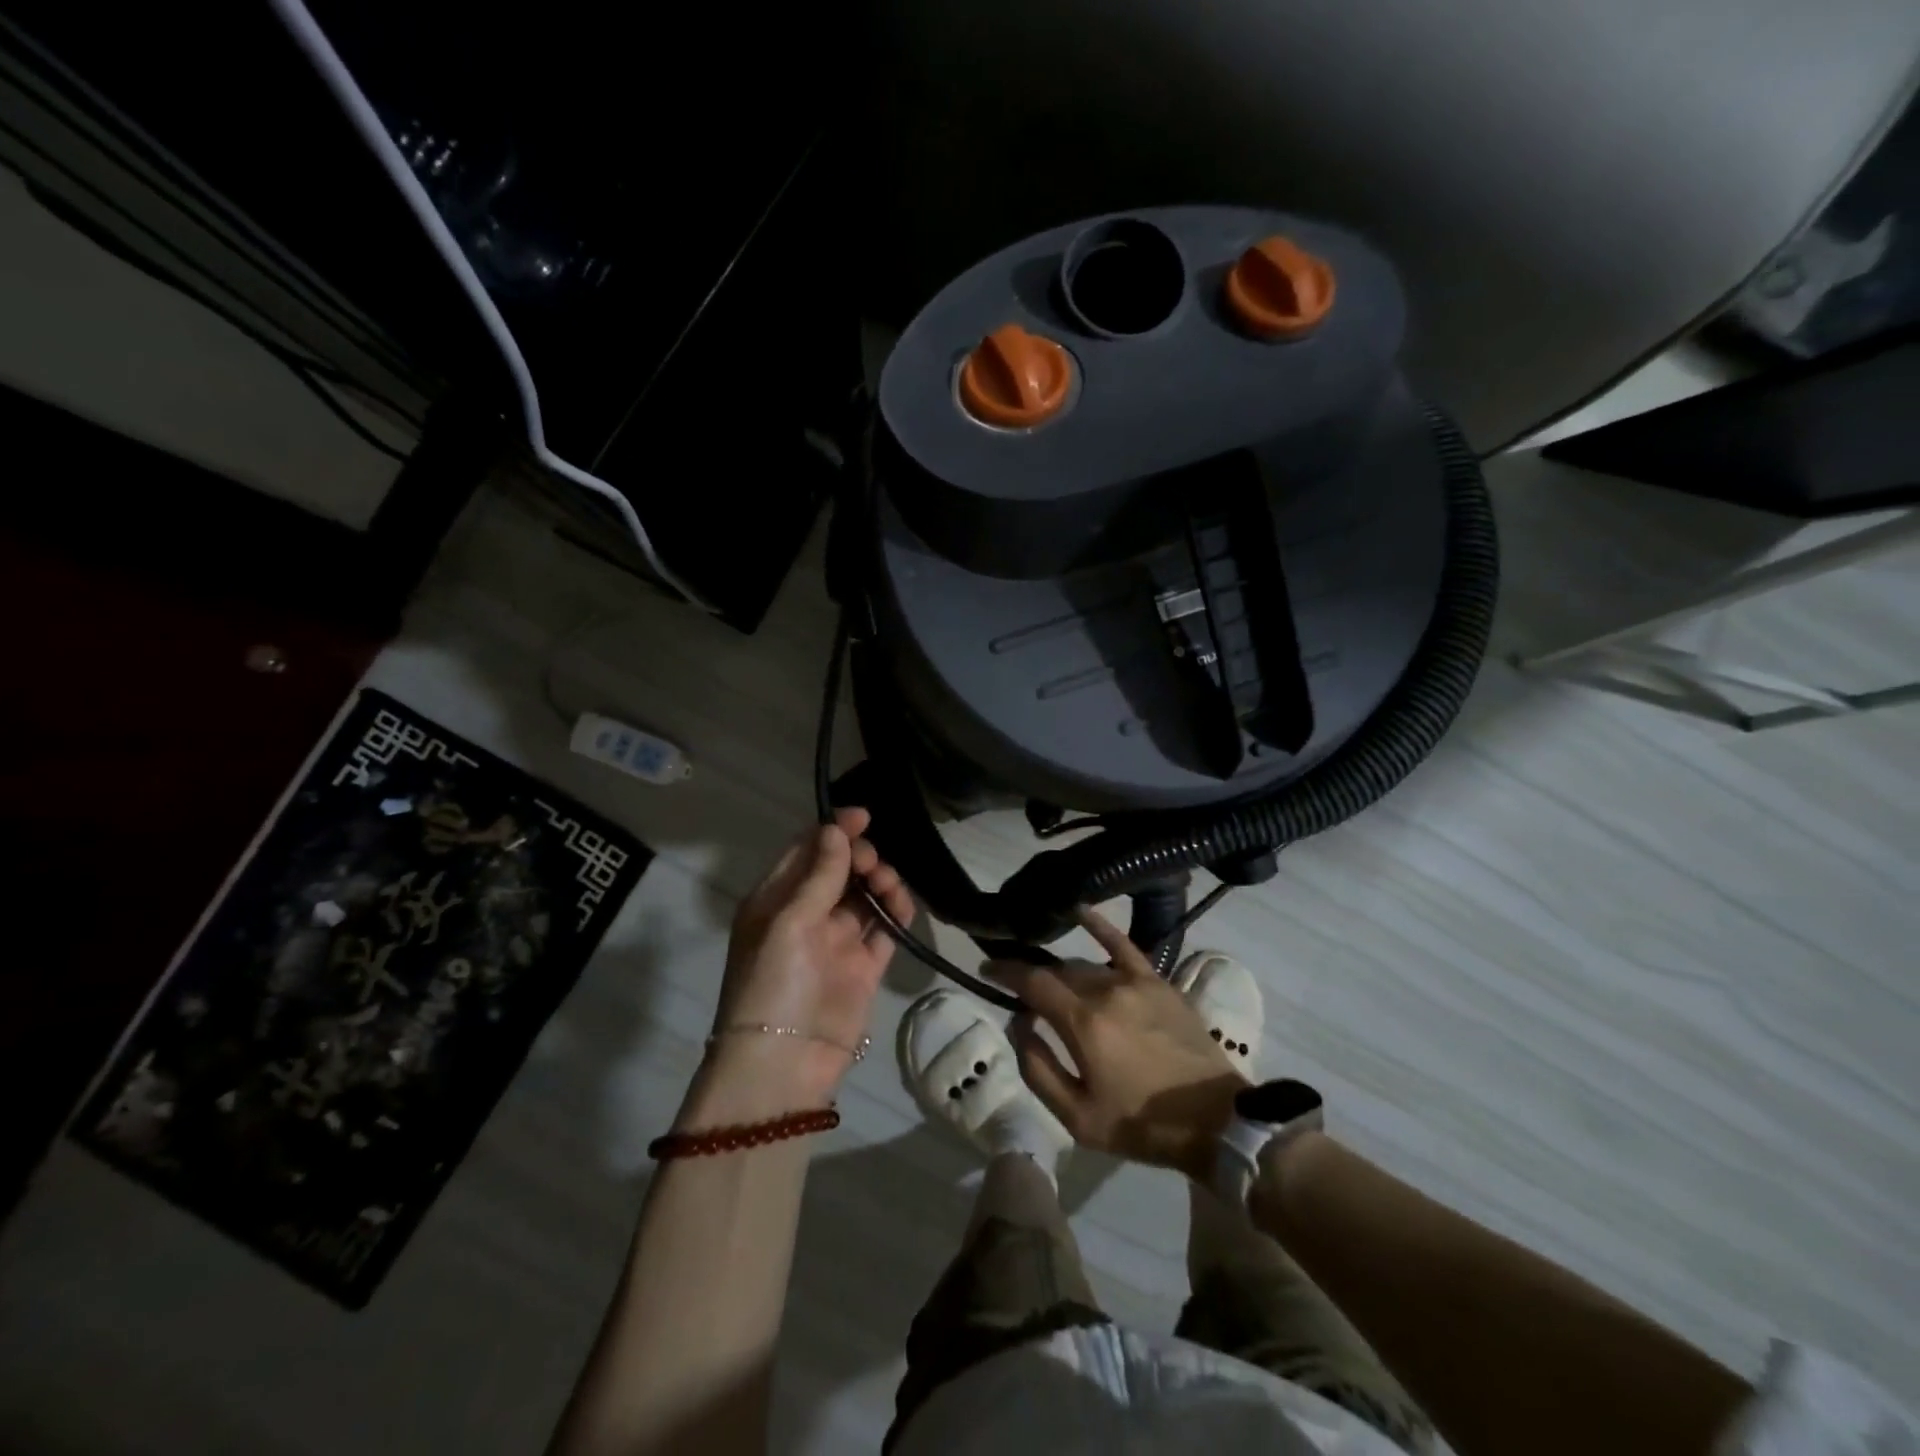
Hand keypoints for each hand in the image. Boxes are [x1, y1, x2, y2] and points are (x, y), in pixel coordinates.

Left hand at [696, 808, 914, 1115]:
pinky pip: (883, 929)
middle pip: (839, 869)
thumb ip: (817, 876)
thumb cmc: (773, 984)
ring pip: (865, 895)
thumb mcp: (787, 923)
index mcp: (775, 900)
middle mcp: (805, 915)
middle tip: (873, 866)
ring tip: (890, 890)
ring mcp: (836, 942)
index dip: (834, 830)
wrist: (784, 1066)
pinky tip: (901, 910)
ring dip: (881, 883)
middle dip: (861, 857)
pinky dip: (895, 914)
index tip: (863, 816)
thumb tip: (835, 829)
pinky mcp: (863, 967)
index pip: (806, 850)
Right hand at [986, 907, 1247, 1181]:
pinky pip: (1124, 946)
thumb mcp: (1078, 1118)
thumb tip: (1018, 1024)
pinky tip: (1081, 910)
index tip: (986, 969)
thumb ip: (1038, 1068)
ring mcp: (1135, 982)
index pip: (1032, 982)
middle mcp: (1106, 990)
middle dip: (1032, 976)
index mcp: (1084, 1022)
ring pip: (1086, 966)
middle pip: (1058, 973)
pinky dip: (1100, 927)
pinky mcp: (1158, 983)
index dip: (1005, 972)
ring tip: (1050, 982)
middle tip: (1017, 988)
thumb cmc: (1141, 1125)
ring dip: (1063, 974)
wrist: (1216, 1122)